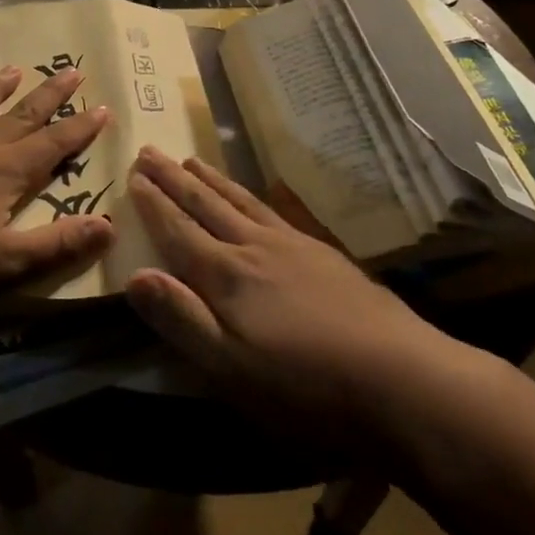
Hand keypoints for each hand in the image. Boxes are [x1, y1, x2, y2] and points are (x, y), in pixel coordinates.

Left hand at [0, 65, 116, 300]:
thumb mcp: (10, 262)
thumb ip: (59, 243)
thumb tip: (108, 226)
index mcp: (5, 173)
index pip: (53, 144)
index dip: (80, 128)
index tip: (103, 107)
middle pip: (20, 116)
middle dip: (49, 95)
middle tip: (71, 72)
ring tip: (13, 70)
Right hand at [124, 146, 463, 445]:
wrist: (401, 376)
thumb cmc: (304, 384)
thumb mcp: (230, 367)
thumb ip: (181, 318)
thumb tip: (134, 274)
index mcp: (226, 276)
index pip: (179, 230)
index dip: (154, 204)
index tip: (133, 175)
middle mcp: (254, 248)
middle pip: (206, 205)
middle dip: (174, 179)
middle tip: (150, 151)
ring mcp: (292, 246)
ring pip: (240, 201)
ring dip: (211, 179)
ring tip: (191, 159)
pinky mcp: (323, 254)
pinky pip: (274, 210)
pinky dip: (251, 195)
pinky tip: (254, 195)